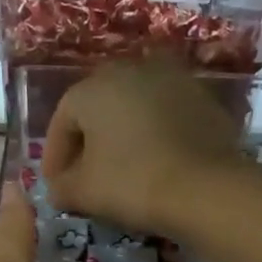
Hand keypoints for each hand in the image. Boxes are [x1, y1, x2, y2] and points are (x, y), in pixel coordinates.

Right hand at [42, 63, 243, 232]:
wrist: (207, 187)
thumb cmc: (132, 182)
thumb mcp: (83, 192)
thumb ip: (61, 186)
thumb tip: (58, 188)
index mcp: (93, 87)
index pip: (62, 120)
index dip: (54, 155)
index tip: (55, 184)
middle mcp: (131, 70)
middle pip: (99, 108)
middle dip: (88, 142)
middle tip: (86, 175)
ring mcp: (172, 79)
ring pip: (134, 109)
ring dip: (123, 136)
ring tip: (121, 169)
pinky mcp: (203, 98)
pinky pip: (165, 117)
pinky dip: (154, 136)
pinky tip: (155, 163)